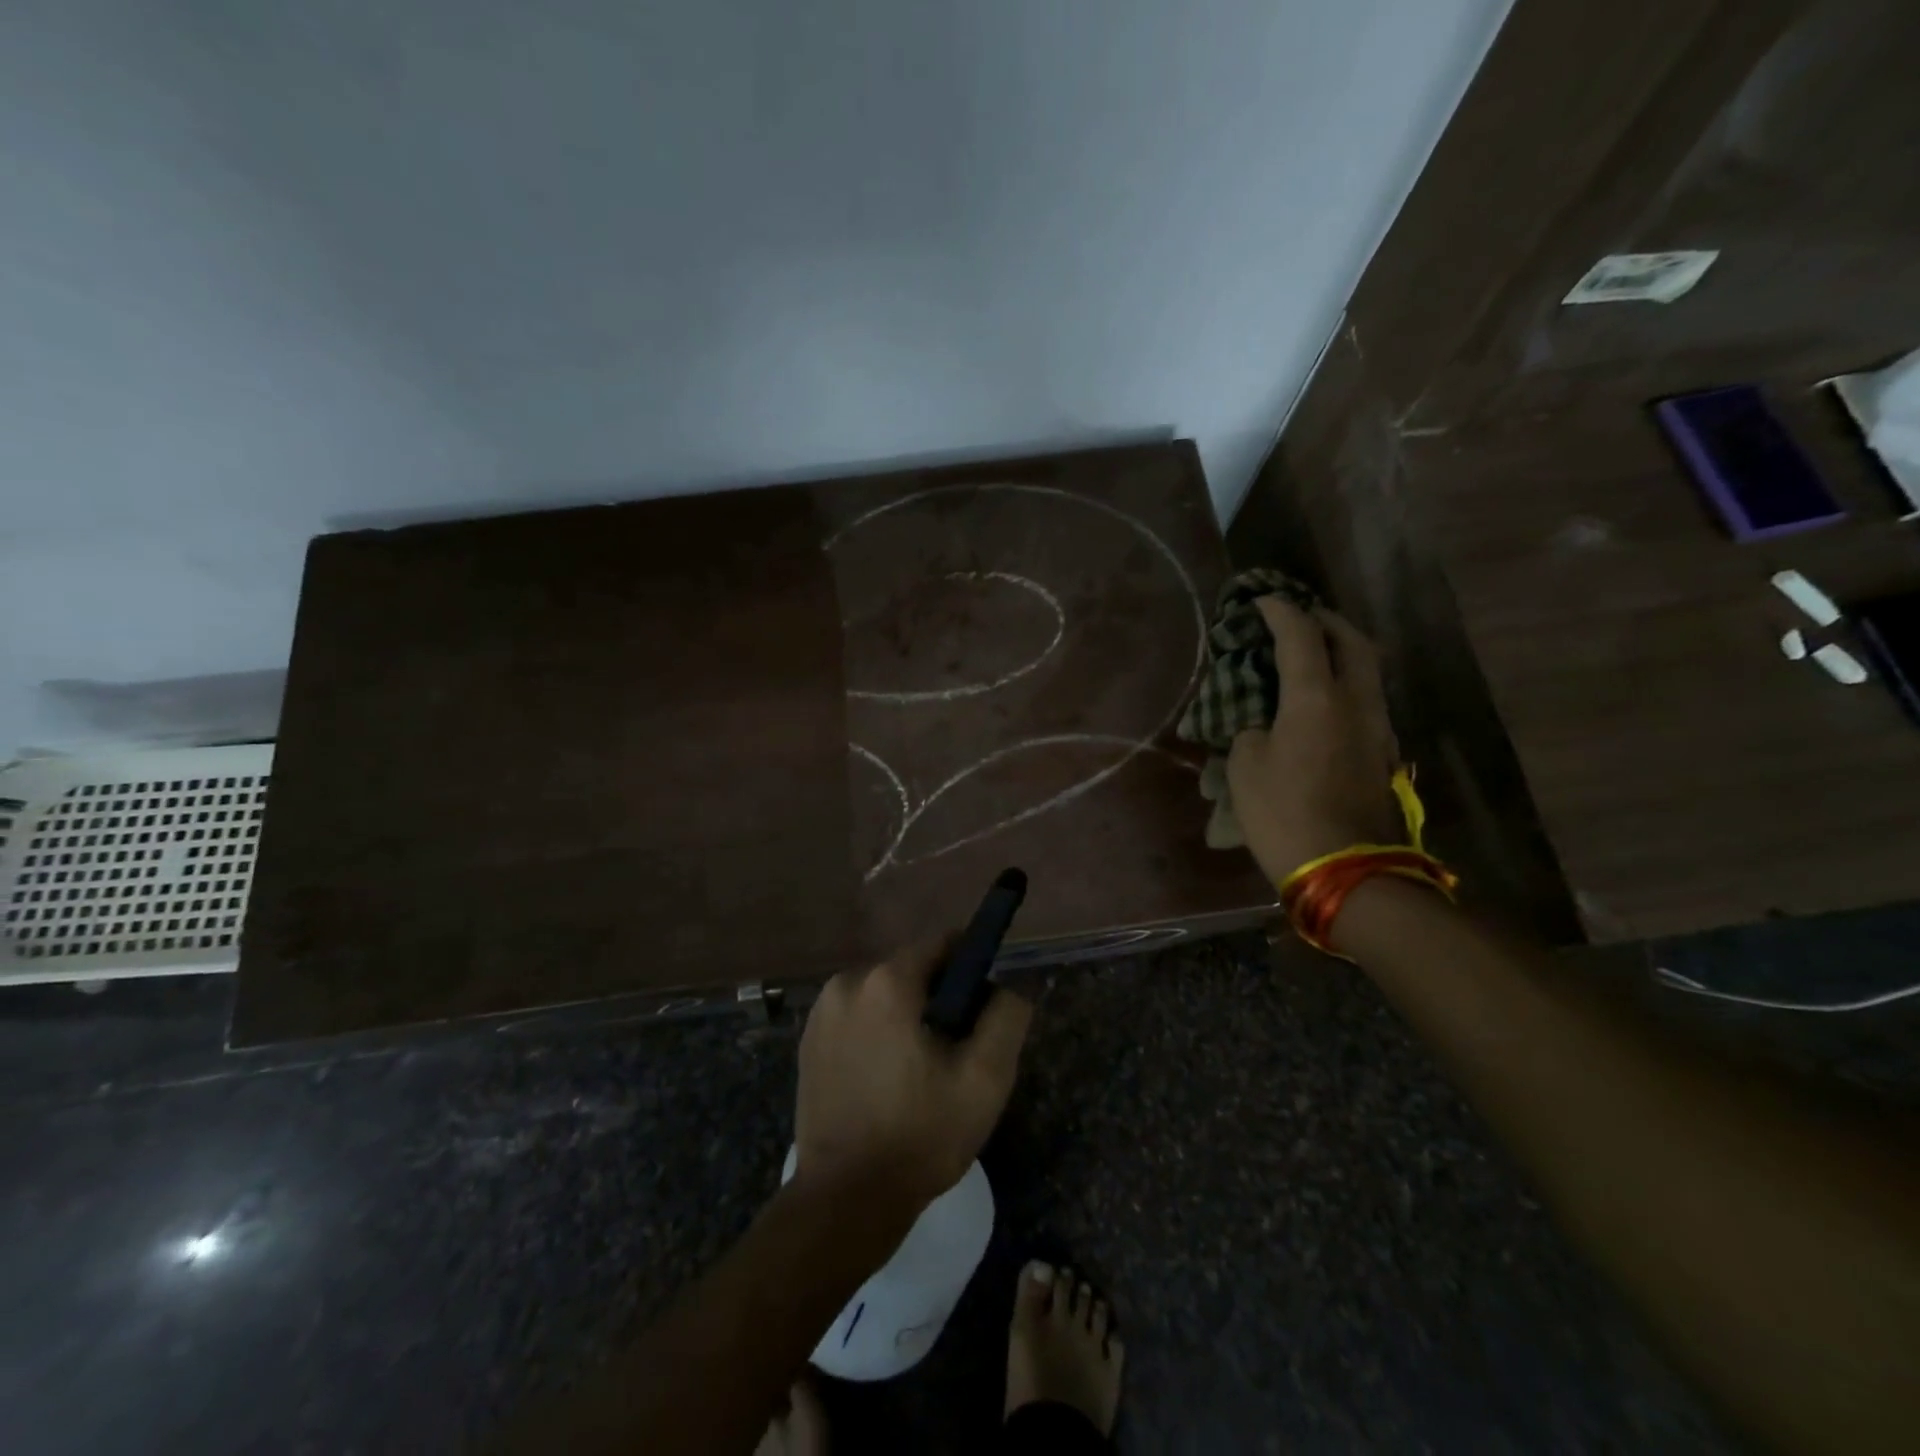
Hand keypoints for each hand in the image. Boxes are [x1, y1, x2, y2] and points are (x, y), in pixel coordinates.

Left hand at [795, 942, 1032, 1212]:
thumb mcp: (985, 1080)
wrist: (844, 1201)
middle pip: (912, 969)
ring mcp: (821, 1011)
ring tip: (920, 1071)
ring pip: (884, 993)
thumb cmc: (920, 1136)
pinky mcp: (807, 1040)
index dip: (970, 968)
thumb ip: (1006, 1017)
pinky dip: (877, 1032)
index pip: (942, 944)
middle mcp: (848, 982)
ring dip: (907, 1016)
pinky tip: (887, 1079)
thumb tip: (1007, 986)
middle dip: (939, 997)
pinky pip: (858, 1016)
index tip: (982, 1008)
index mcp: (887, 981)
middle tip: (955, 1051)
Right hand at [1227, 596, 1402, 887]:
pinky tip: (1323, 697)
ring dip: (1340, 650)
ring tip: (1311, 651)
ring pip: (1367, 669)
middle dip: (1323, 620)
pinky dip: (1346, 681)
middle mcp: (1356, 702)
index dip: (1279, 611)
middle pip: (1351, 641)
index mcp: (1316, 699)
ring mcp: (1376, 727)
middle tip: (1298, 616)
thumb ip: (1251, 728)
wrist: (1346, 870)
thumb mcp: (1245, 768)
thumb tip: (1263, 720)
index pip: (1300, 635)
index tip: (1260, 600)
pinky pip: (1366, 698)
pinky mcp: (1382, 752)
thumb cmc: (1284, 814)